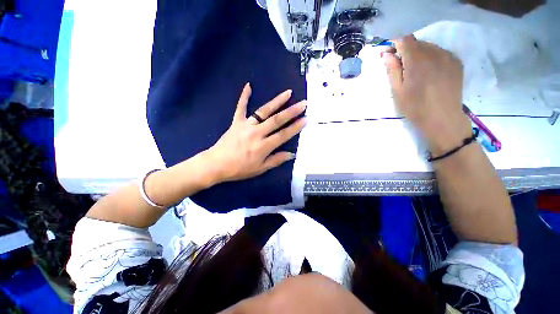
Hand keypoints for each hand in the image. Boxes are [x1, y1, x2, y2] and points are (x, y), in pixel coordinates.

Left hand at [203, 83, 306, 183]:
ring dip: (276, 101)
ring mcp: (246, 125)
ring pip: (263, 111)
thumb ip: (276, 160)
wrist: (216, 164)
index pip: (283, 135)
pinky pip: (241, 107)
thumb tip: (291, 154)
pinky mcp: (236, 122)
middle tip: (303, 103)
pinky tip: (248, 85)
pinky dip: (244, 97)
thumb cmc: (240, 169)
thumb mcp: (260, 169)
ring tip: (288, 93)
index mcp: (263, 146)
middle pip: (277, 120)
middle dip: (291, 111)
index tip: (305, 119)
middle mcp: (257, 133)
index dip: (295, 127)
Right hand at [383, 35, 471, 154]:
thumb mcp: (397, 91)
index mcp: (417, 60)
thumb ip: (392, 70)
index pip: (405, 40)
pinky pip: (440, 52)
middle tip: (400, 65)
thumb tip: (386, 54)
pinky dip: (432, 57)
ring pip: (429, 46)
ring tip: (416, 70)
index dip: (395, 44)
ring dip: (419, 53)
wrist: (442, 119)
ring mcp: (448, 56)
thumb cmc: (415, 107)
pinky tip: (429, 71)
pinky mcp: (456, 62)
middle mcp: (435, 53)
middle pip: (417, 42)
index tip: (389, 53)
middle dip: (406, 50)